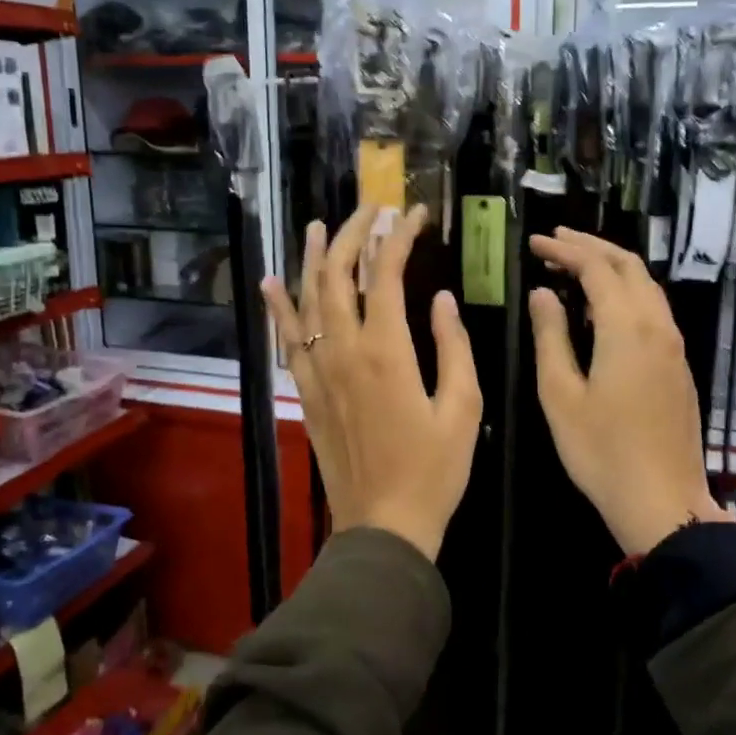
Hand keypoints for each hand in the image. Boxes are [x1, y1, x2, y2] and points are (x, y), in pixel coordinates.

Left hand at [262, 204, 482, 561]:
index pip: (385, 274)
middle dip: (353, 235)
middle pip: (338, 276)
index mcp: (387, 351)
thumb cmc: (434, 470)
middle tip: (370, 209)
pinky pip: (288, 340)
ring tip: (319, 225)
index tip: (414, 214)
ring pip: (307, 300)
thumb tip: (440, 299)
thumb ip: (453, 346)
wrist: (384, 525)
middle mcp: (344, 351)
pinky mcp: (308, 392)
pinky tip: (271, 282)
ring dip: (314, 258)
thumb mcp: (463, 407)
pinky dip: (279, 308)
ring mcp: (319, 371)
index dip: (399, 237)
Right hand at [528, 227, 733, 554]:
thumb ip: (551, 337)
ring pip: (646, 285)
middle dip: (591, 246)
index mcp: (626, 328)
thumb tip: (543, 293)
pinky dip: (626, 291)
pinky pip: (654, 309)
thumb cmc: (601, 451)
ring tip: (575, 265)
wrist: (664, 502)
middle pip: (628, 266)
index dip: (564, 250)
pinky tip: (604, 306)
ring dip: (611, 266)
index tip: (534, 243)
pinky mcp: (679, 364)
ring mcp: (674, 345)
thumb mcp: (561, 394)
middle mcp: (657, 326)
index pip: (596, 268)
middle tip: (554, 241)